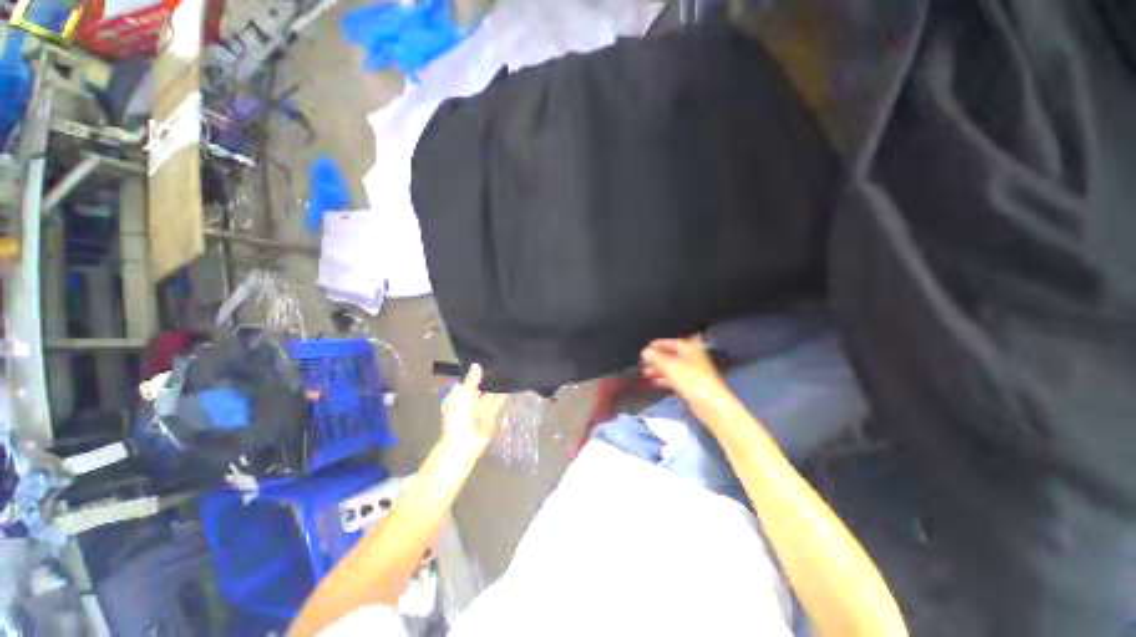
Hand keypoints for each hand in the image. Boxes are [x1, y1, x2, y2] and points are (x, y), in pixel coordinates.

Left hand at [442, 364, 508, 453]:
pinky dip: (504, 395)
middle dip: (488, 378)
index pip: (466, 381)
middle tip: (501, 362)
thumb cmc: (458, 418)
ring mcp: (481, 408)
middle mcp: (470, 401)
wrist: (464, 444)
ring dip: (498, 386)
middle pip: (480, 387)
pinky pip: (498, 402)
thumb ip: (471, 380)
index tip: (485, 359)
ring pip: (490, 394)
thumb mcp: (463, 395)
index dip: (474, 372)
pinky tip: (512, 385)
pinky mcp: (491, 415)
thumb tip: (476, 364)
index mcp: (458, 396)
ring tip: (509, 370)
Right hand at [641, 336, 730, 418]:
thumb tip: (645, 351)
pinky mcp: (691, 386)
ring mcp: (692, 373)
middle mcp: (692, 358)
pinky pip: (675, 379)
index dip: (659, 344)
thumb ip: (655, 357)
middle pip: (671, 355)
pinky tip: (655, 382)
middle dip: (657, 358)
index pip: (672, 342)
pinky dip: (665, 379)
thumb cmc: (691, 379)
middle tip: (644, 361)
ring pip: (672, 368)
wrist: (710, 404)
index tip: (647, 347)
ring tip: (645, 373)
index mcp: (690, 349)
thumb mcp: (669, 365)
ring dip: (659, 370)